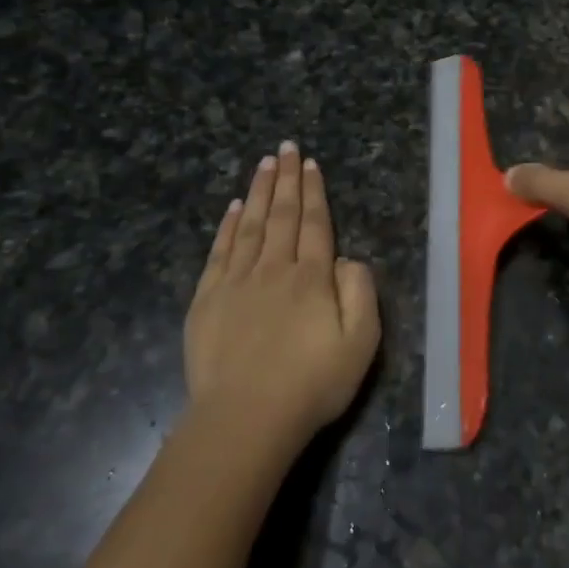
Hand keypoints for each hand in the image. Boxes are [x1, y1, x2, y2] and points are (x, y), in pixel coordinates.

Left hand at [185, 141, 380, 447]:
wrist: (245, 419)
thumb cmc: (311, 384)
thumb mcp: (361, 343)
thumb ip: (361, 292)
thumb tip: (348, 259)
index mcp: (312, 277)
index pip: (315, 224)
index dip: (314, 192)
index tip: (311, 164)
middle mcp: (274, 269)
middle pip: (281, 215)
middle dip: (286, 179)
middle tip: (287, 147)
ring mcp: (236, 283)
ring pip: (249, 225)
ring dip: (258, 192)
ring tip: (264, 164)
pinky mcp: (207, 301)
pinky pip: (219, 252)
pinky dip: (226, 227)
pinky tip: (231, 208)